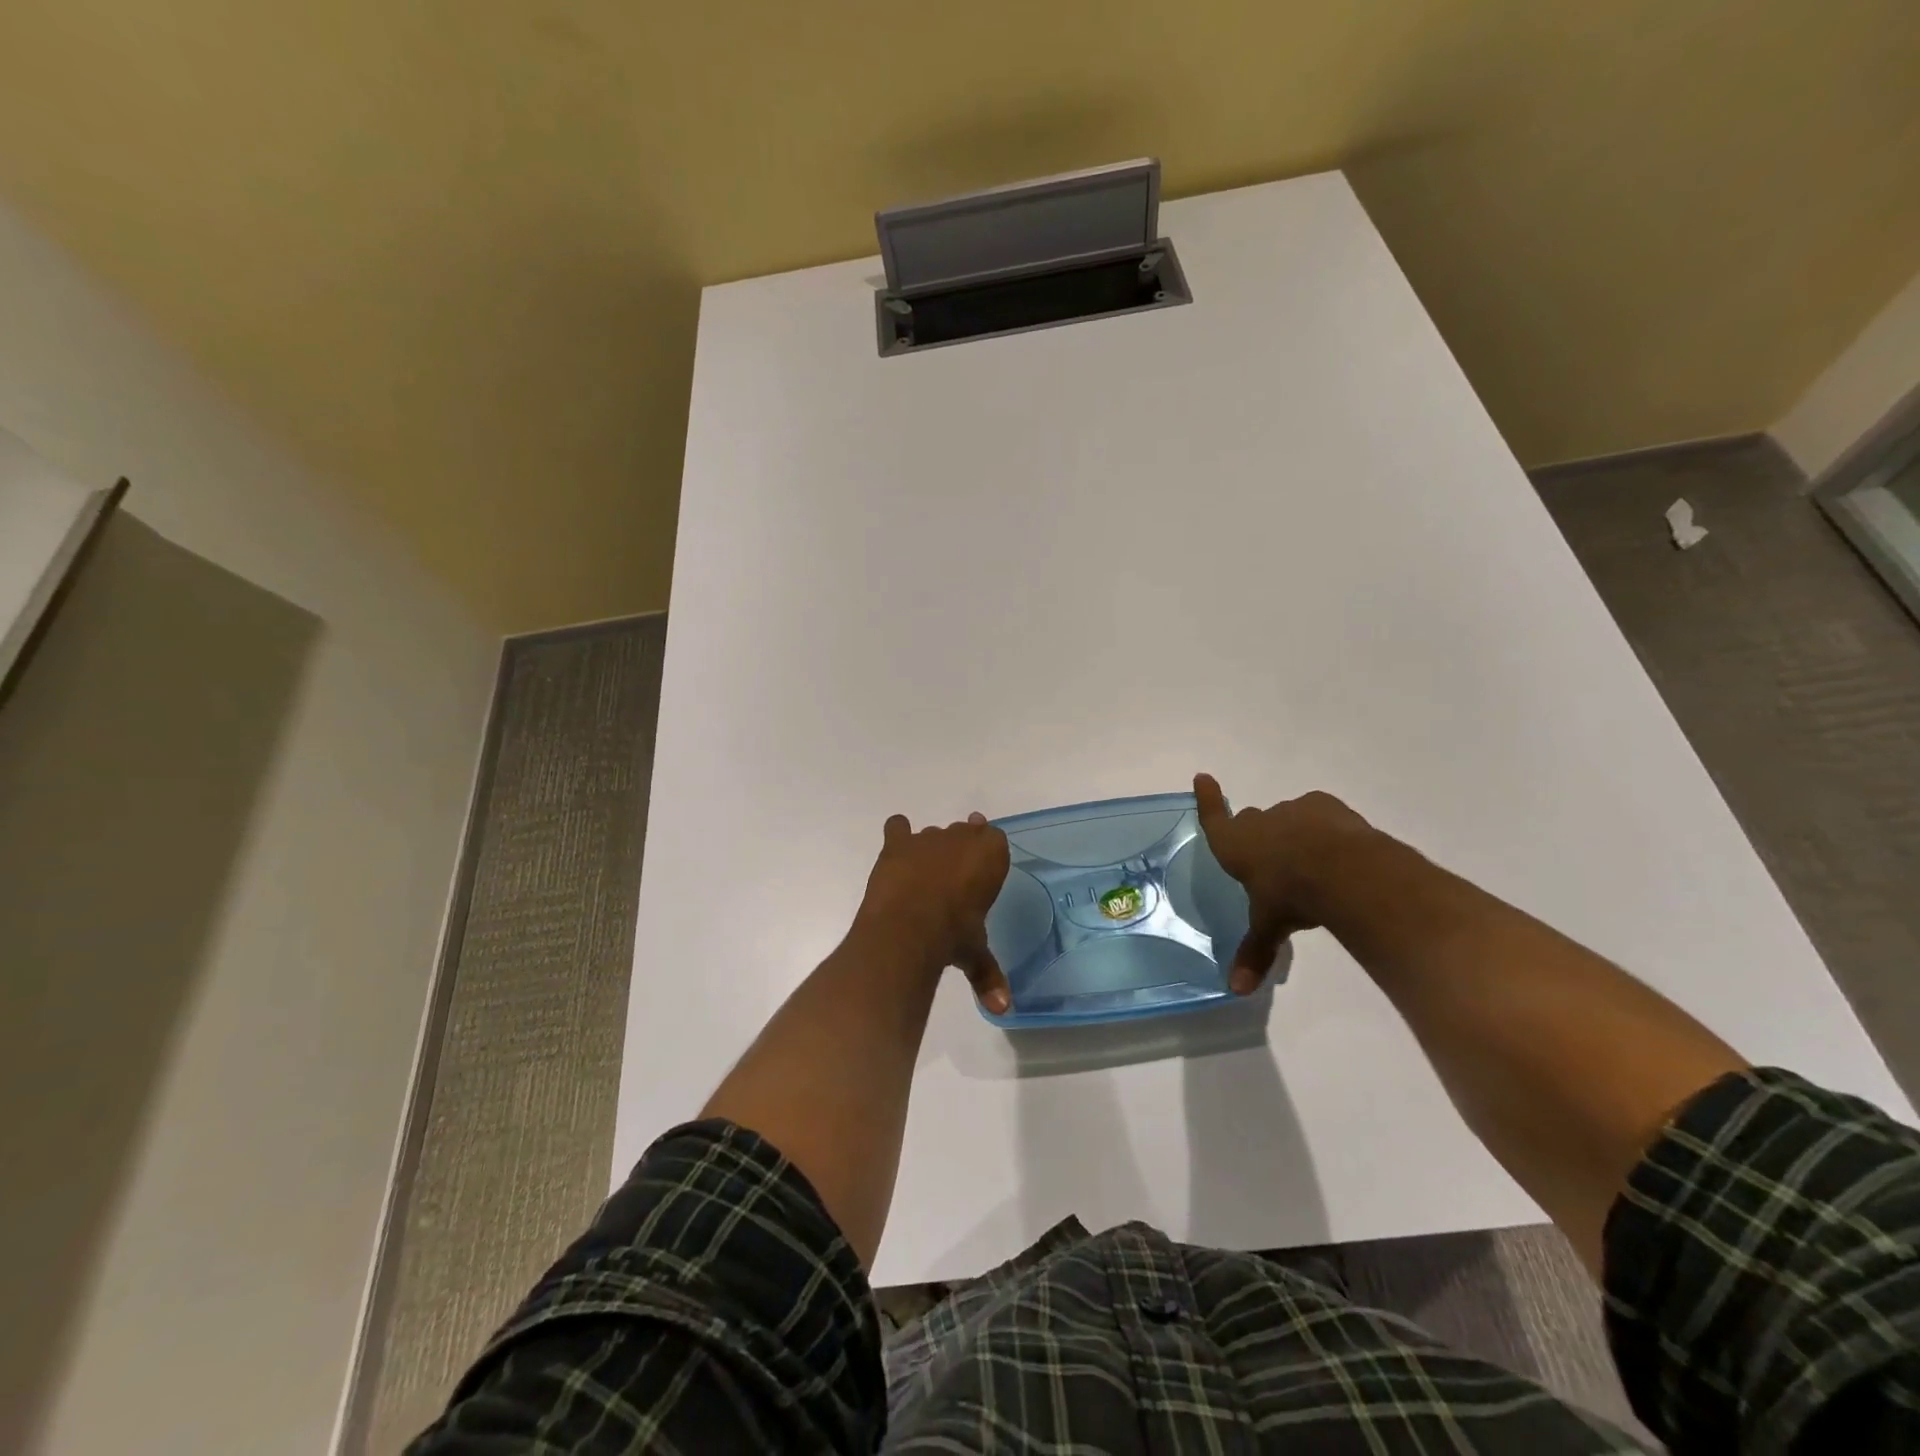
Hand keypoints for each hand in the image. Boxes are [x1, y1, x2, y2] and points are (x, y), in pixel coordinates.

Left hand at [856, 812, 1011, 1011]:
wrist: (908, 927)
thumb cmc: (954, 935)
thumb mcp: (975, 953)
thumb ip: (988, 974)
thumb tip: (1003, 1009)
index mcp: (991, 854)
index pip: (995, 841)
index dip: (986, 856)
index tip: (980, 874)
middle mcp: (961, 837)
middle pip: (963, 833)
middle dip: (959, 852)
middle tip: (953, 880)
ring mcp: (927, 837)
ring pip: (933, 834)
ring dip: (930, 849)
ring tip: (924, 876)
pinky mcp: (897, 844)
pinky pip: (898, 827)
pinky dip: (898, 835)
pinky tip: (897, 850)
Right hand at [1194, 773, 1374, 992]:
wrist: (1341, 870)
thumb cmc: (1290, 896)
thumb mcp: (1270, 927)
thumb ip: (1255, 952)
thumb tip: (1237, 991)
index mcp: (1236, 845)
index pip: (1214, 818)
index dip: (1208, 800)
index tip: (1203, 776)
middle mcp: (1260, 821)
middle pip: (1255, 822)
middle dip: (1262, 837)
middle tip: (1277, 865)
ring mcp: (1294, 810)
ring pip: (1289, 820)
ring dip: (1296, 836)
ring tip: (1316, 866)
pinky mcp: (1325, 806)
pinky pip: (1319, 815)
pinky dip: (1325, 830)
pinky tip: (1339, 853)